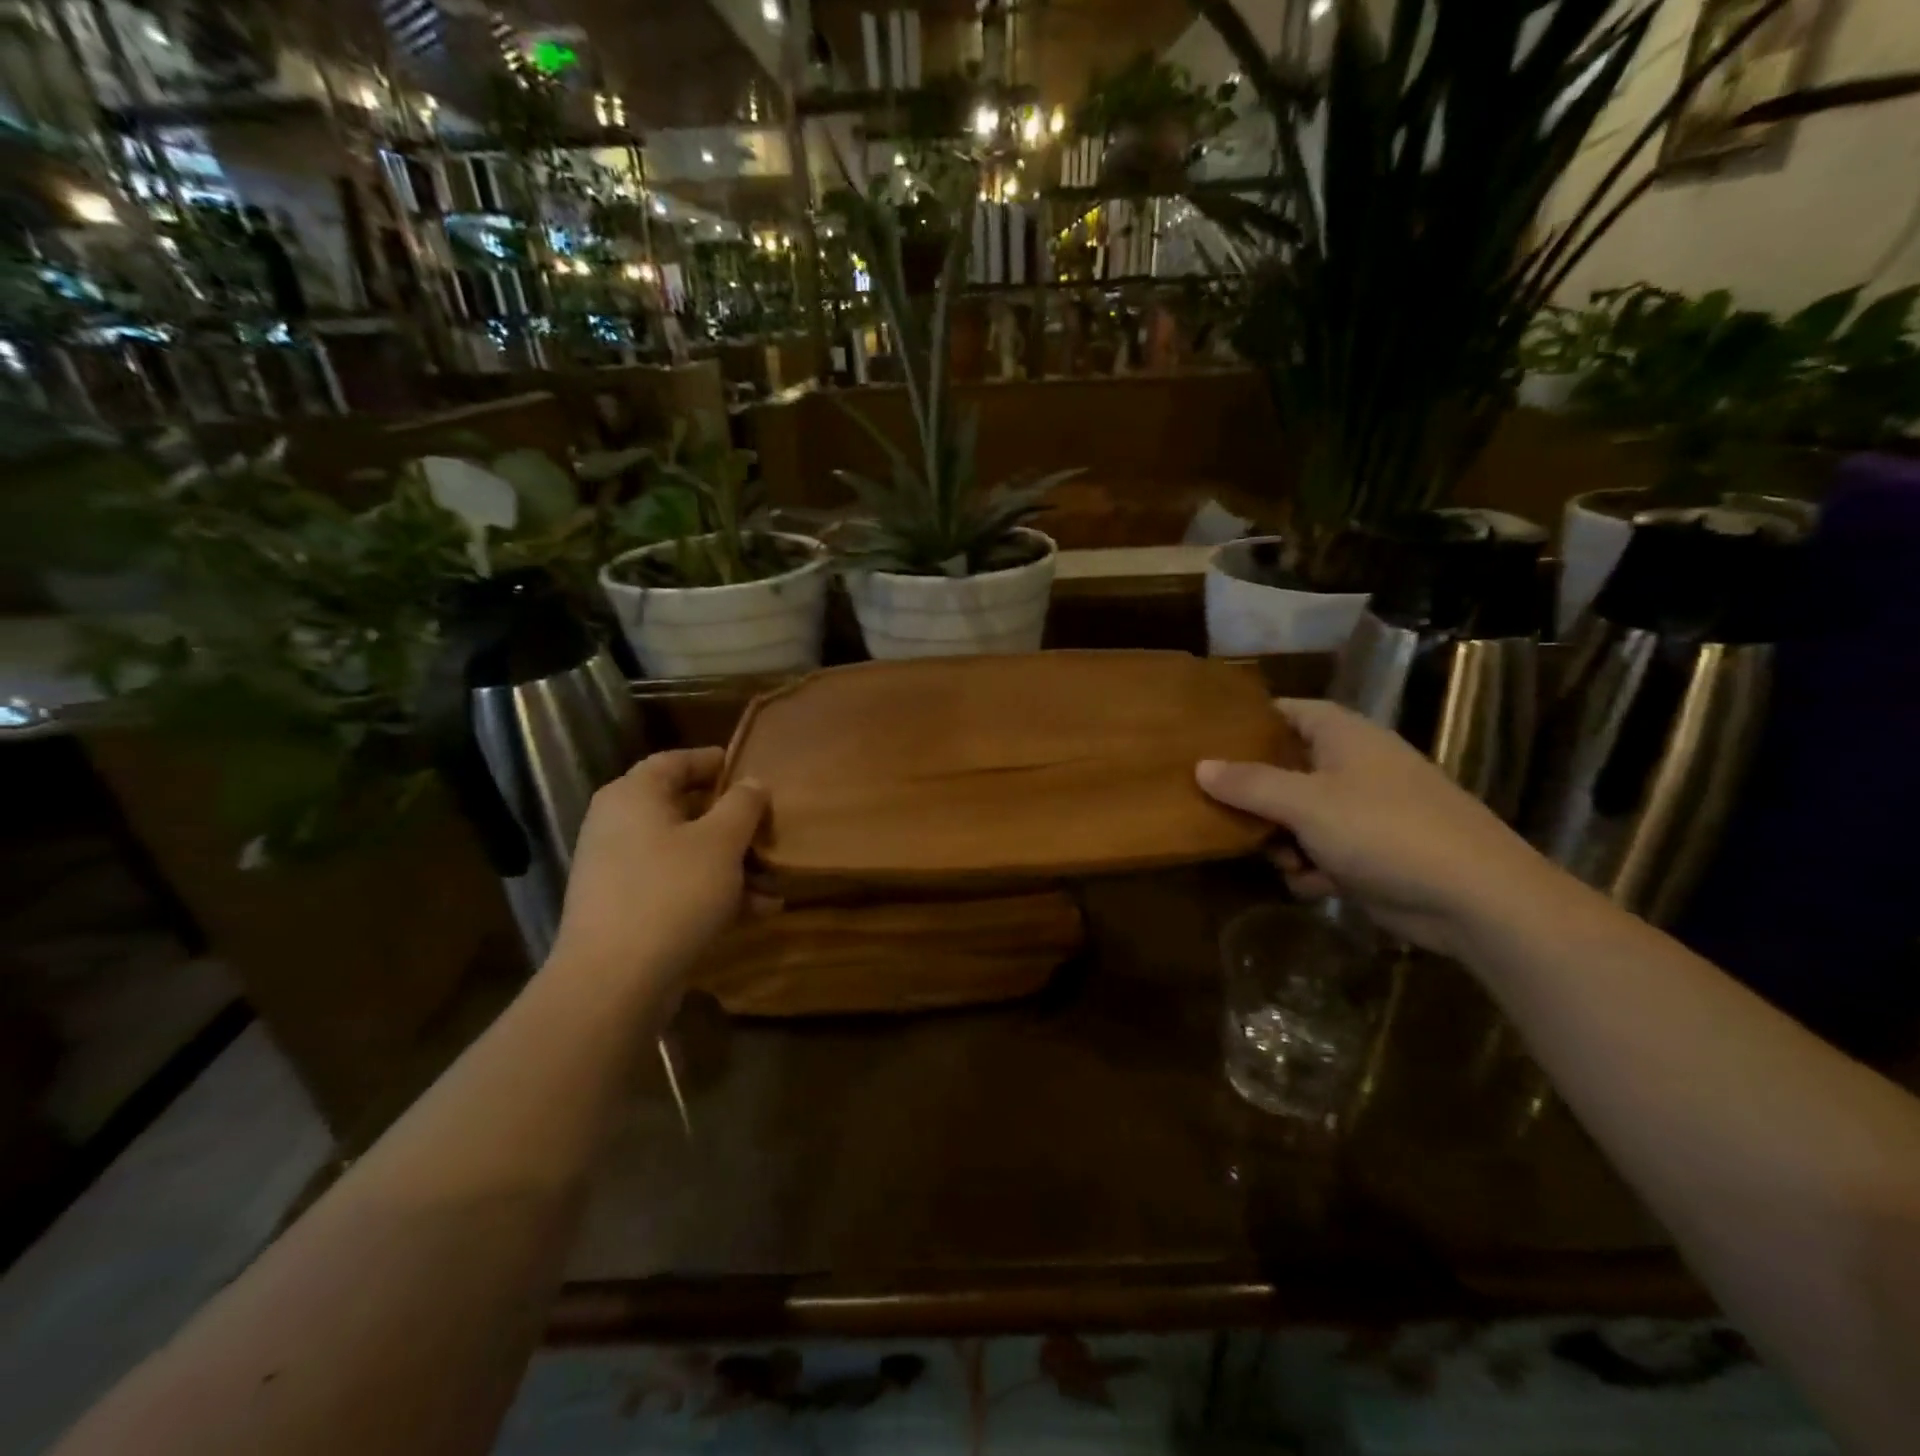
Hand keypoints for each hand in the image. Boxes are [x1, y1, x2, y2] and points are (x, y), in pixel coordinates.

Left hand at [551, 747, 767, 991]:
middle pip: (684, 808)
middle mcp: (619, 825)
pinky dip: (713, 892)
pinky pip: (677, 886)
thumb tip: (753, 783)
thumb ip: (743, 805)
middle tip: (768, 827)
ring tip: (774, 880)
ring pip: (686, 852)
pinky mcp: (627, 908)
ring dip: (731, 863)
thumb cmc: (672, 892)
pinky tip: (757, 911)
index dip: (715, 762)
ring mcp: (620, 869)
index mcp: (634, 795)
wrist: (614, 980)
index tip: (750, 770)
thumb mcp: (721, 842)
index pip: (676, 761)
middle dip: (733, 821)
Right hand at [1197, 699, 1555, 957]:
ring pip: (1298, 815)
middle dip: (1256, 798)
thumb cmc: (1384, 830)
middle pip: (1285, 769)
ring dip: (1282, 841)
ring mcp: (1364, 810)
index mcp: (1343, 736)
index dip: (1247, 724)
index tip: (1205, 743)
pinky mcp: (1372, 851)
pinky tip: (1312, 885)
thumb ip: (1249, 783)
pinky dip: (1312, 867)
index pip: (1285, 712)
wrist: (1475, 899)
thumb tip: (1200, 766)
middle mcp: (1352, 766)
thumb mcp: (1306, 803)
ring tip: (1281, 861)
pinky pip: (1322, 850)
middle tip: (1223, 814)